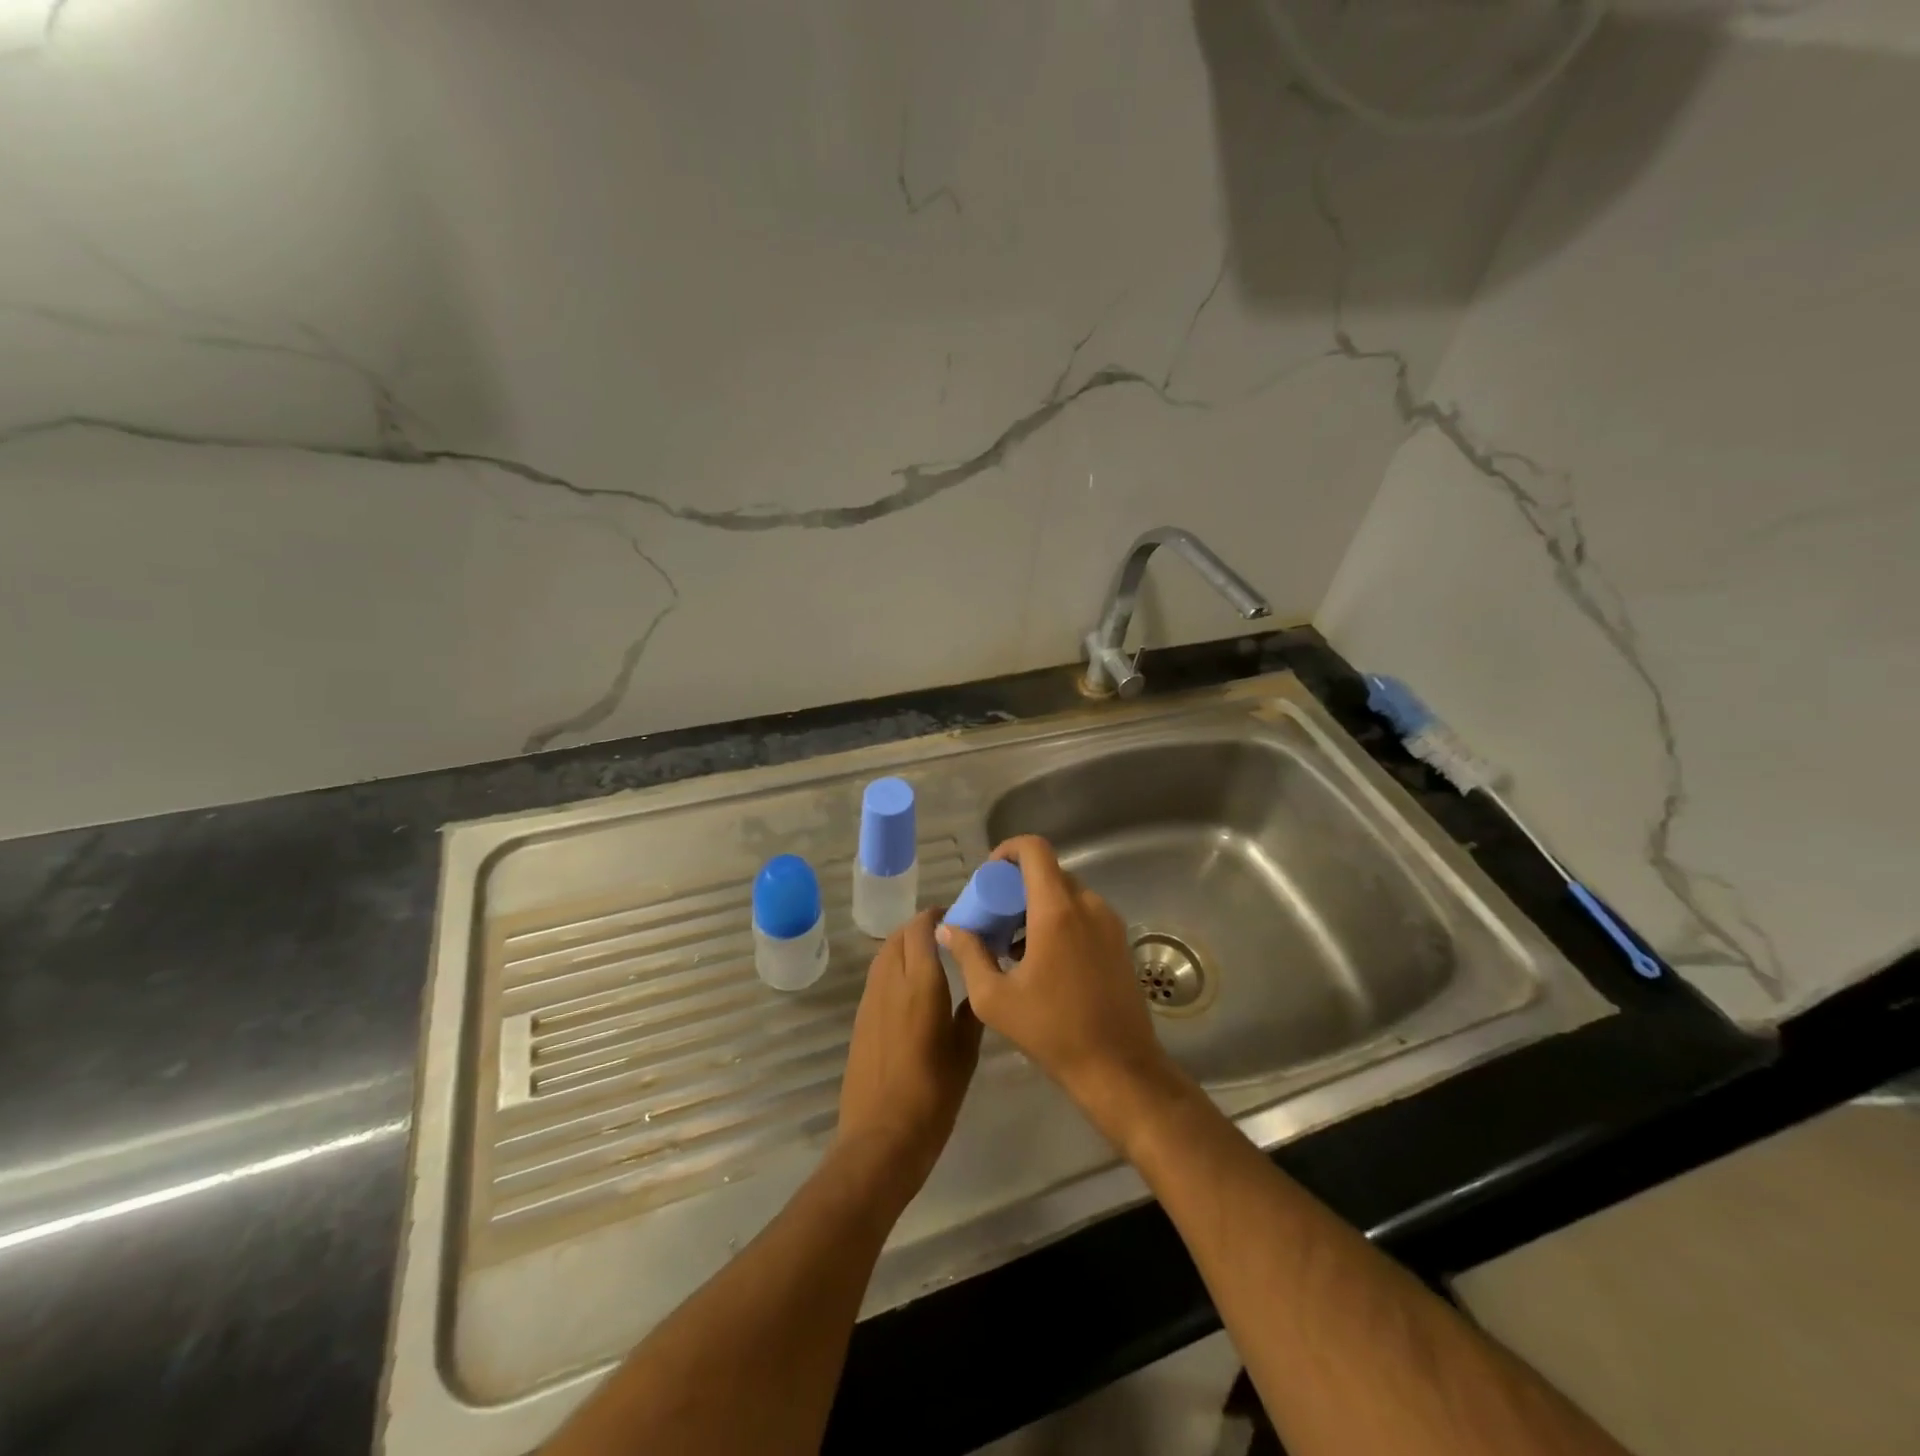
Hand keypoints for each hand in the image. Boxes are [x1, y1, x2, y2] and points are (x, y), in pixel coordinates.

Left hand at [834, 909, 982, 1201]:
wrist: (881, 1138)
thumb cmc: (933, 1095)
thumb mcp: (965, 1052)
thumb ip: (970, 1011)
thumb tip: (978, 985)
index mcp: (921, 984)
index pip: (921, 929)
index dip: (936, 915)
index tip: (958, 916)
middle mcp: (891, 982)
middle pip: (899, 936)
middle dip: (921, 927)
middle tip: (948, 935)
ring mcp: (870, 1000)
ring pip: (885, 954)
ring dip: (905, 945)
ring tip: (932, 956)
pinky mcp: (860, 1018)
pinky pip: (877, 977)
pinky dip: (894, 967)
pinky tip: (913, 987)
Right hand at [937, 836, 1186, 1144]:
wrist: (1119, 1068)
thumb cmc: (1052, 1031)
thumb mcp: (994, 998)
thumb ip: (968, 954)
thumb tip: (947, 929)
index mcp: (1057, 910)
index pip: (1035, 849)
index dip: (1008, 851)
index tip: (988, 876)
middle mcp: (1088, 906)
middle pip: (1048, 872)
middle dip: (1016, 886)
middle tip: (993, 917)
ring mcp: (1109, 923)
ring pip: (1066, 894)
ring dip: (1037, 906)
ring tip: (1012, 944)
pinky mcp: (1119, 942)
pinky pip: (1083, 914)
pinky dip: (1058, 921)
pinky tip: (1040, 960)